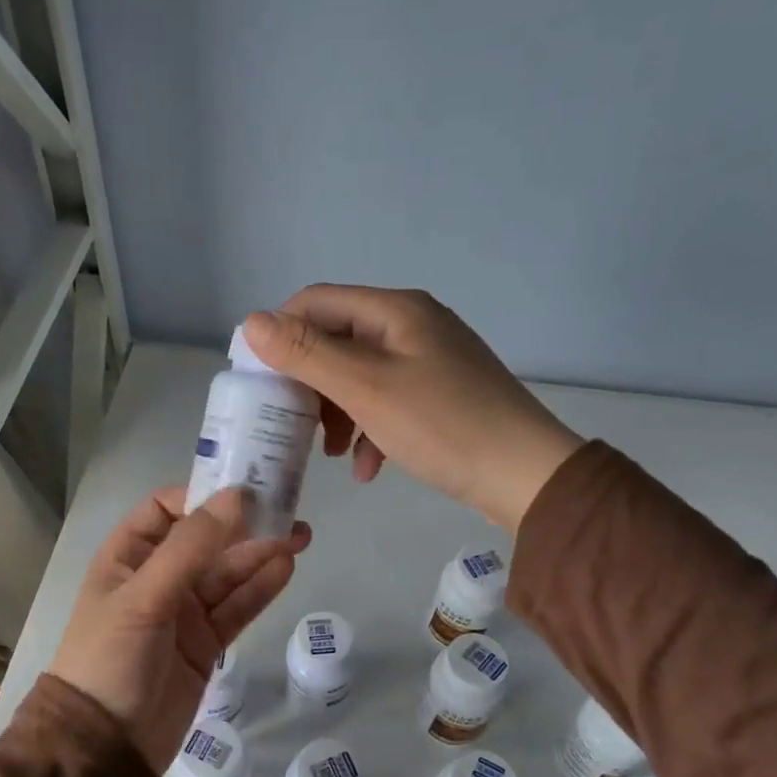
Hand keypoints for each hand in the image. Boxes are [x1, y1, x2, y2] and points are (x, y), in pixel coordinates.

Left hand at [49, 487, 308, 770]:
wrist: (107, 746)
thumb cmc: (111, 659)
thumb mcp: (144, 597)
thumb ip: (191, 547)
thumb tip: (237, 496)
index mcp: (127, 558)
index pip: (166, 510)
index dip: (203, 496)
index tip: (246, 488)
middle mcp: (156, 578)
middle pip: (206, 541)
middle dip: (244, 525)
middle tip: (290, 510)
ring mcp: (183, 612)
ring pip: (227, 575)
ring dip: (260, 555)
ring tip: (299, 537)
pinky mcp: (205, 644)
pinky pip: (236, 608)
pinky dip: (260, 590)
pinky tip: (286, 570)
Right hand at [243, 286, 583, 531]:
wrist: (525, 474)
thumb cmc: (441, 425)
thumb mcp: (366, 388)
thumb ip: (307, 354)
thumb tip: (251, 322)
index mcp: (394, 310)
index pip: (315, 302)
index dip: (280, 336)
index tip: (260, 383)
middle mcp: (412, 325)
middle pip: (337, 340)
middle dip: (310, 384)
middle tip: (294, 425)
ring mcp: (430, 360)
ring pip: (359, 376)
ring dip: (337, 413)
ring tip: (330, 454)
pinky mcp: (440, 394)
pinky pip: (388, 402)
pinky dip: (369, 430)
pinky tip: (367, 466)